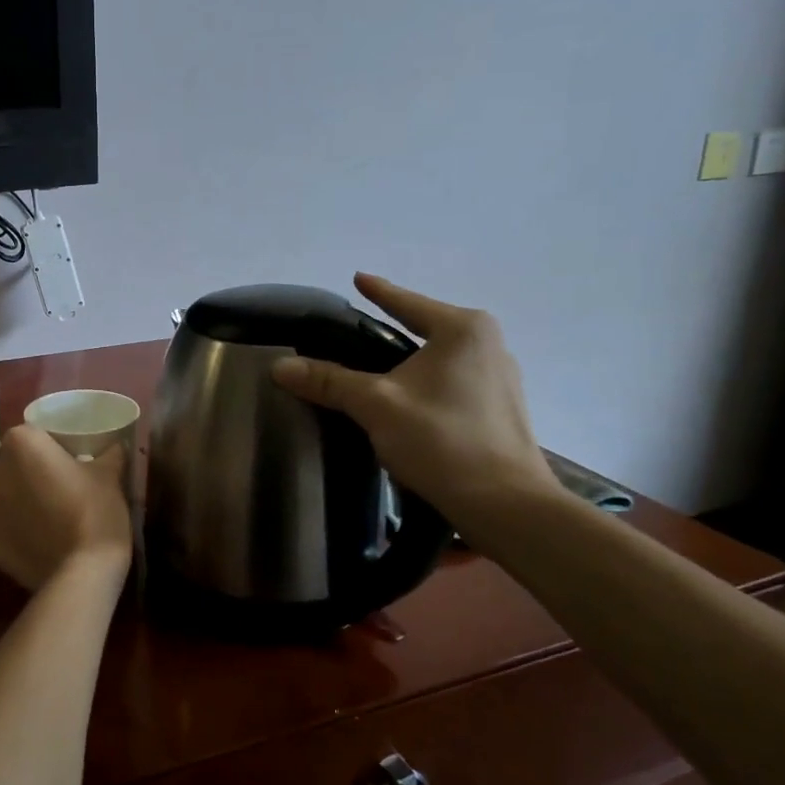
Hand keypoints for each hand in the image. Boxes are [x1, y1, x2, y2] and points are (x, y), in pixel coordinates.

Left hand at [0, 426, 131, 589]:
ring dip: (19, 501)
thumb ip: (110, 452)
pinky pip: (1, 529)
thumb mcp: (110, 474)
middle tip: (60, 486)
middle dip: (30, 472)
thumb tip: (117, 444)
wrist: (82, 573)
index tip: (69, 460)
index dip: (50, 446)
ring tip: (49, 516)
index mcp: (20, 445)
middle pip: (11, 464)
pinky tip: (39, 542)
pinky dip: (15, 533)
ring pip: (3, 496)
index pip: (31, 434)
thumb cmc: (95, 511)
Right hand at [271, 273, 559, 527]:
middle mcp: (489, 344)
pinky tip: (406, 402)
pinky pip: (453, 383)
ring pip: (440, 359)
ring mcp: (501, 378)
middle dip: (392, 331)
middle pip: (425, 329)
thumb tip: (279, 366)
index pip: (406, 303)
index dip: (378, 291)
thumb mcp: (376, 405)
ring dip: (410, 362)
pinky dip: (426, 385)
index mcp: (463, 330)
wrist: (505, 506)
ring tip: (376, 369)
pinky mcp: (502, 410)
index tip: (358, 278)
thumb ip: (328, 380)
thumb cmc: (441, 440)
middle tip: (355, 334)